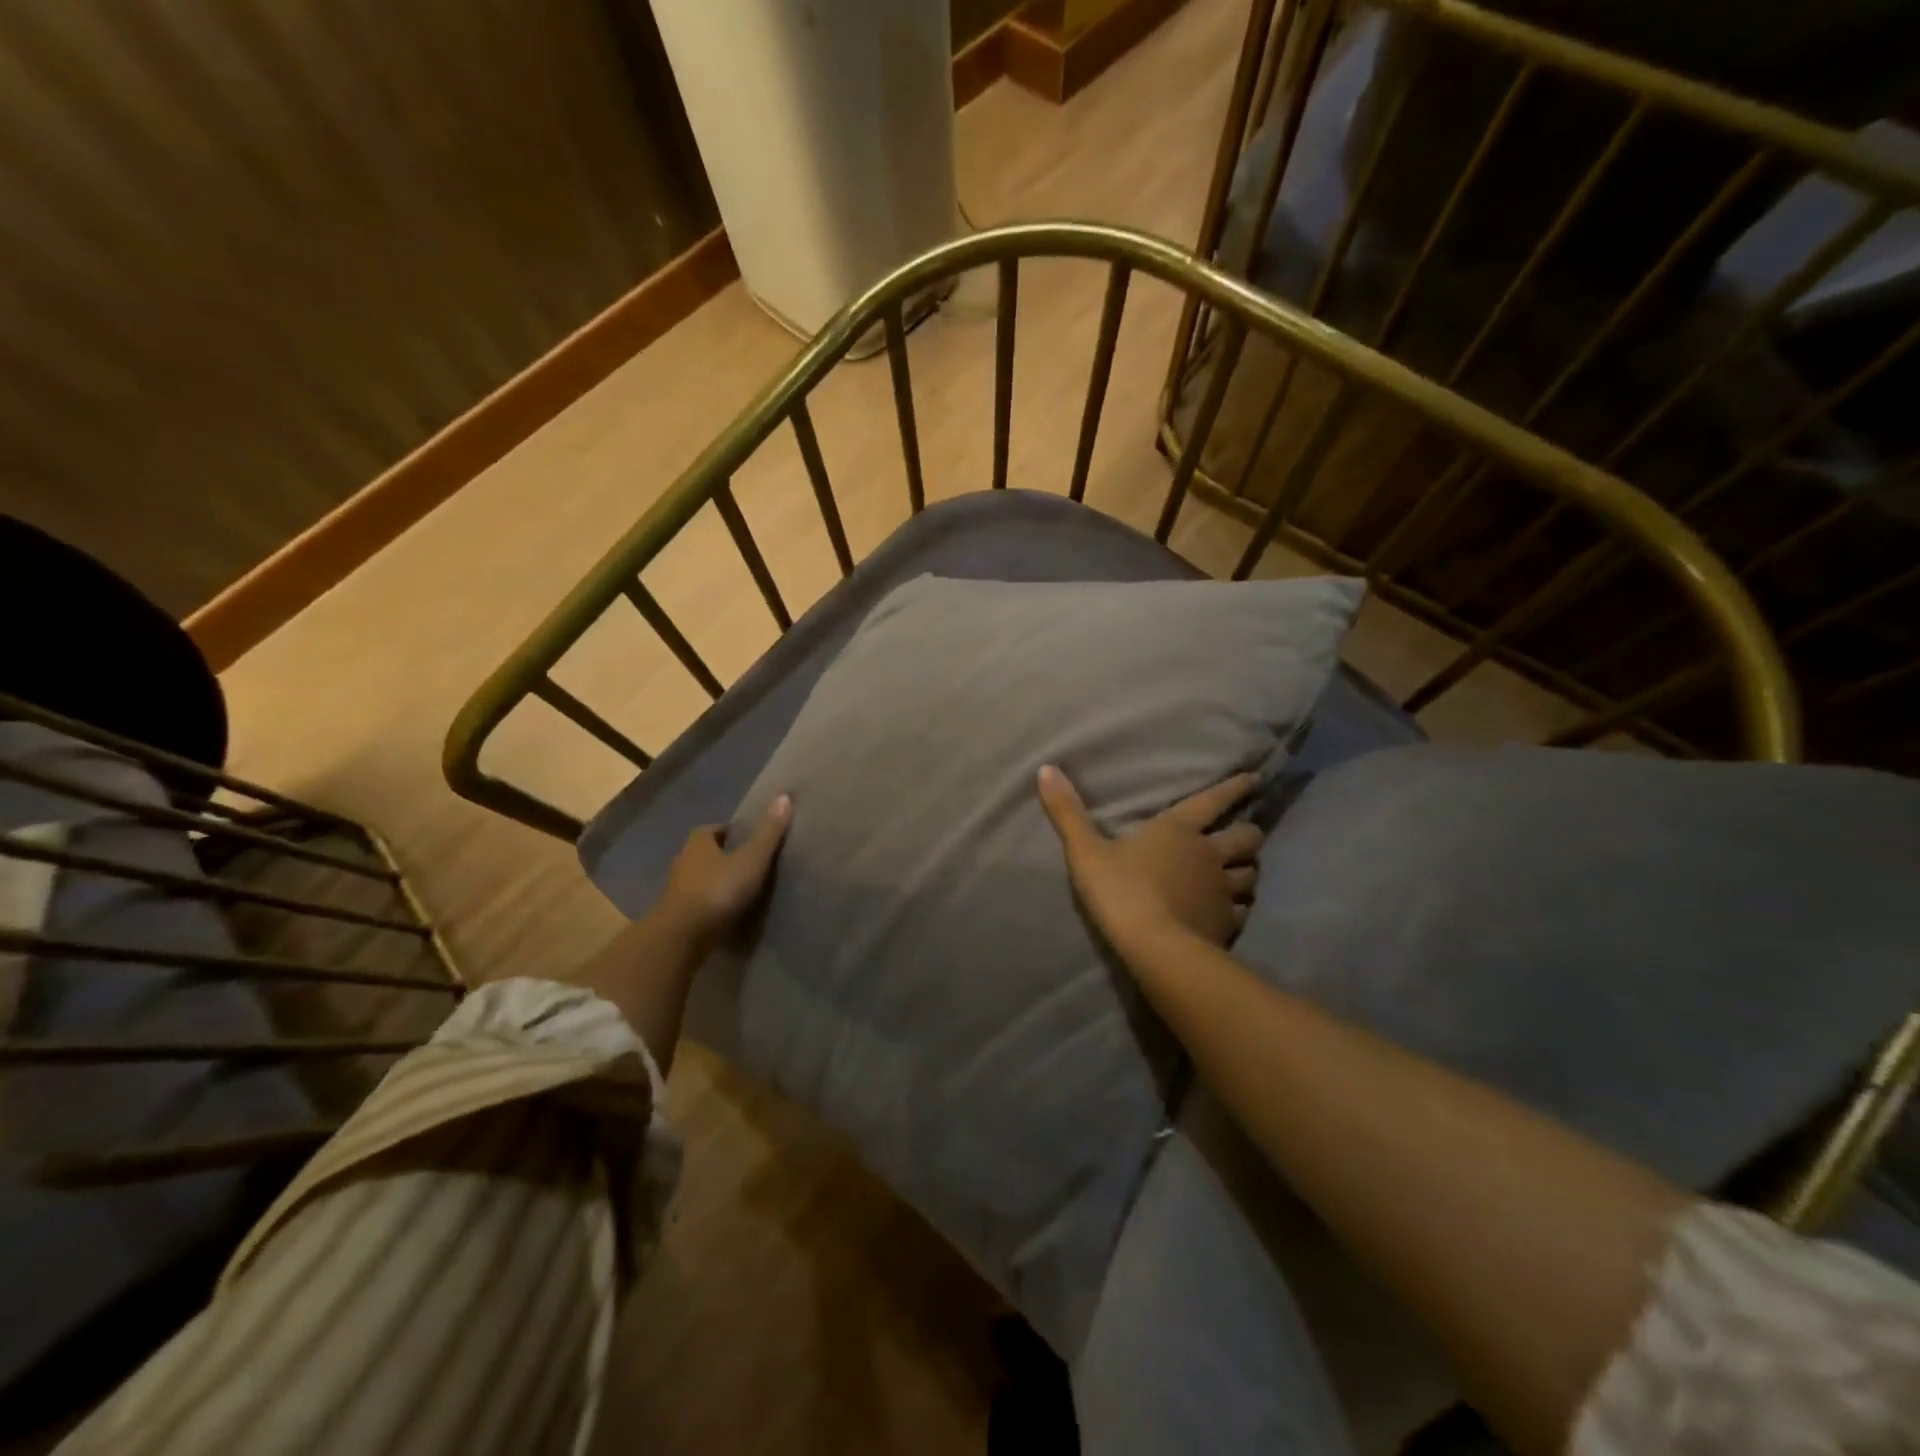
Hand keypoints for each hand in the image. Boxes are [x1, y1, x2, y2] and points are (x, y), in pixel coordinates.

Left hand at [657, 794, 792, 952]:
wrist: (682, 937)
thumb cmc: (718, 890)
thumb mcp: (751, 859)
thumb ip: (768, 833)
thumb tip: (784, 796)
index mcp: (698, 843)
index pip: (713, 830)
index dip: (731, 832)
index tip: (749, 838)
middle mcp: (683, 862)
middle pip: (706, 854)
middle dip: (724, 857)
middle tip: (751, 863)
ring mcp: (678, 891)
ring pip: (701, 880)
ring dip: (718, 882)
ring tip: (744, 890)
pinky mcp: (678, 916)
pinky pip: (699, 904)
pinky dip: (713, 905)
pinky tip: (729, 913)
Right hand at [1038, 766, 1261, 953]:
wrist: (1153, 947)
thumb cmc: (1119, 890)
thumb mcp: (1085, 850)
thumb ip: (1067, 811)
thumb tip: (1046, 769)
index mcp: (1178, 830)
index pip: (1212, 801)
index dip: (1234, 788)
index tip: (1254, 779)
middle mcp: (1208, 855)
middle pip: (1246, 838)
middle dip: (1247, 834)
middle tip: (1243, 836)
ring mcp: (1222, 890)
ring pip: (1250, 875)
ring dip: (1247, 871)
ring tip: (1240, 874)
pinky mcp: (1227, 924)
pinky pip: (1242, 910)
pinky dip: (1238, 907)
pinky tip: (1229, 912)